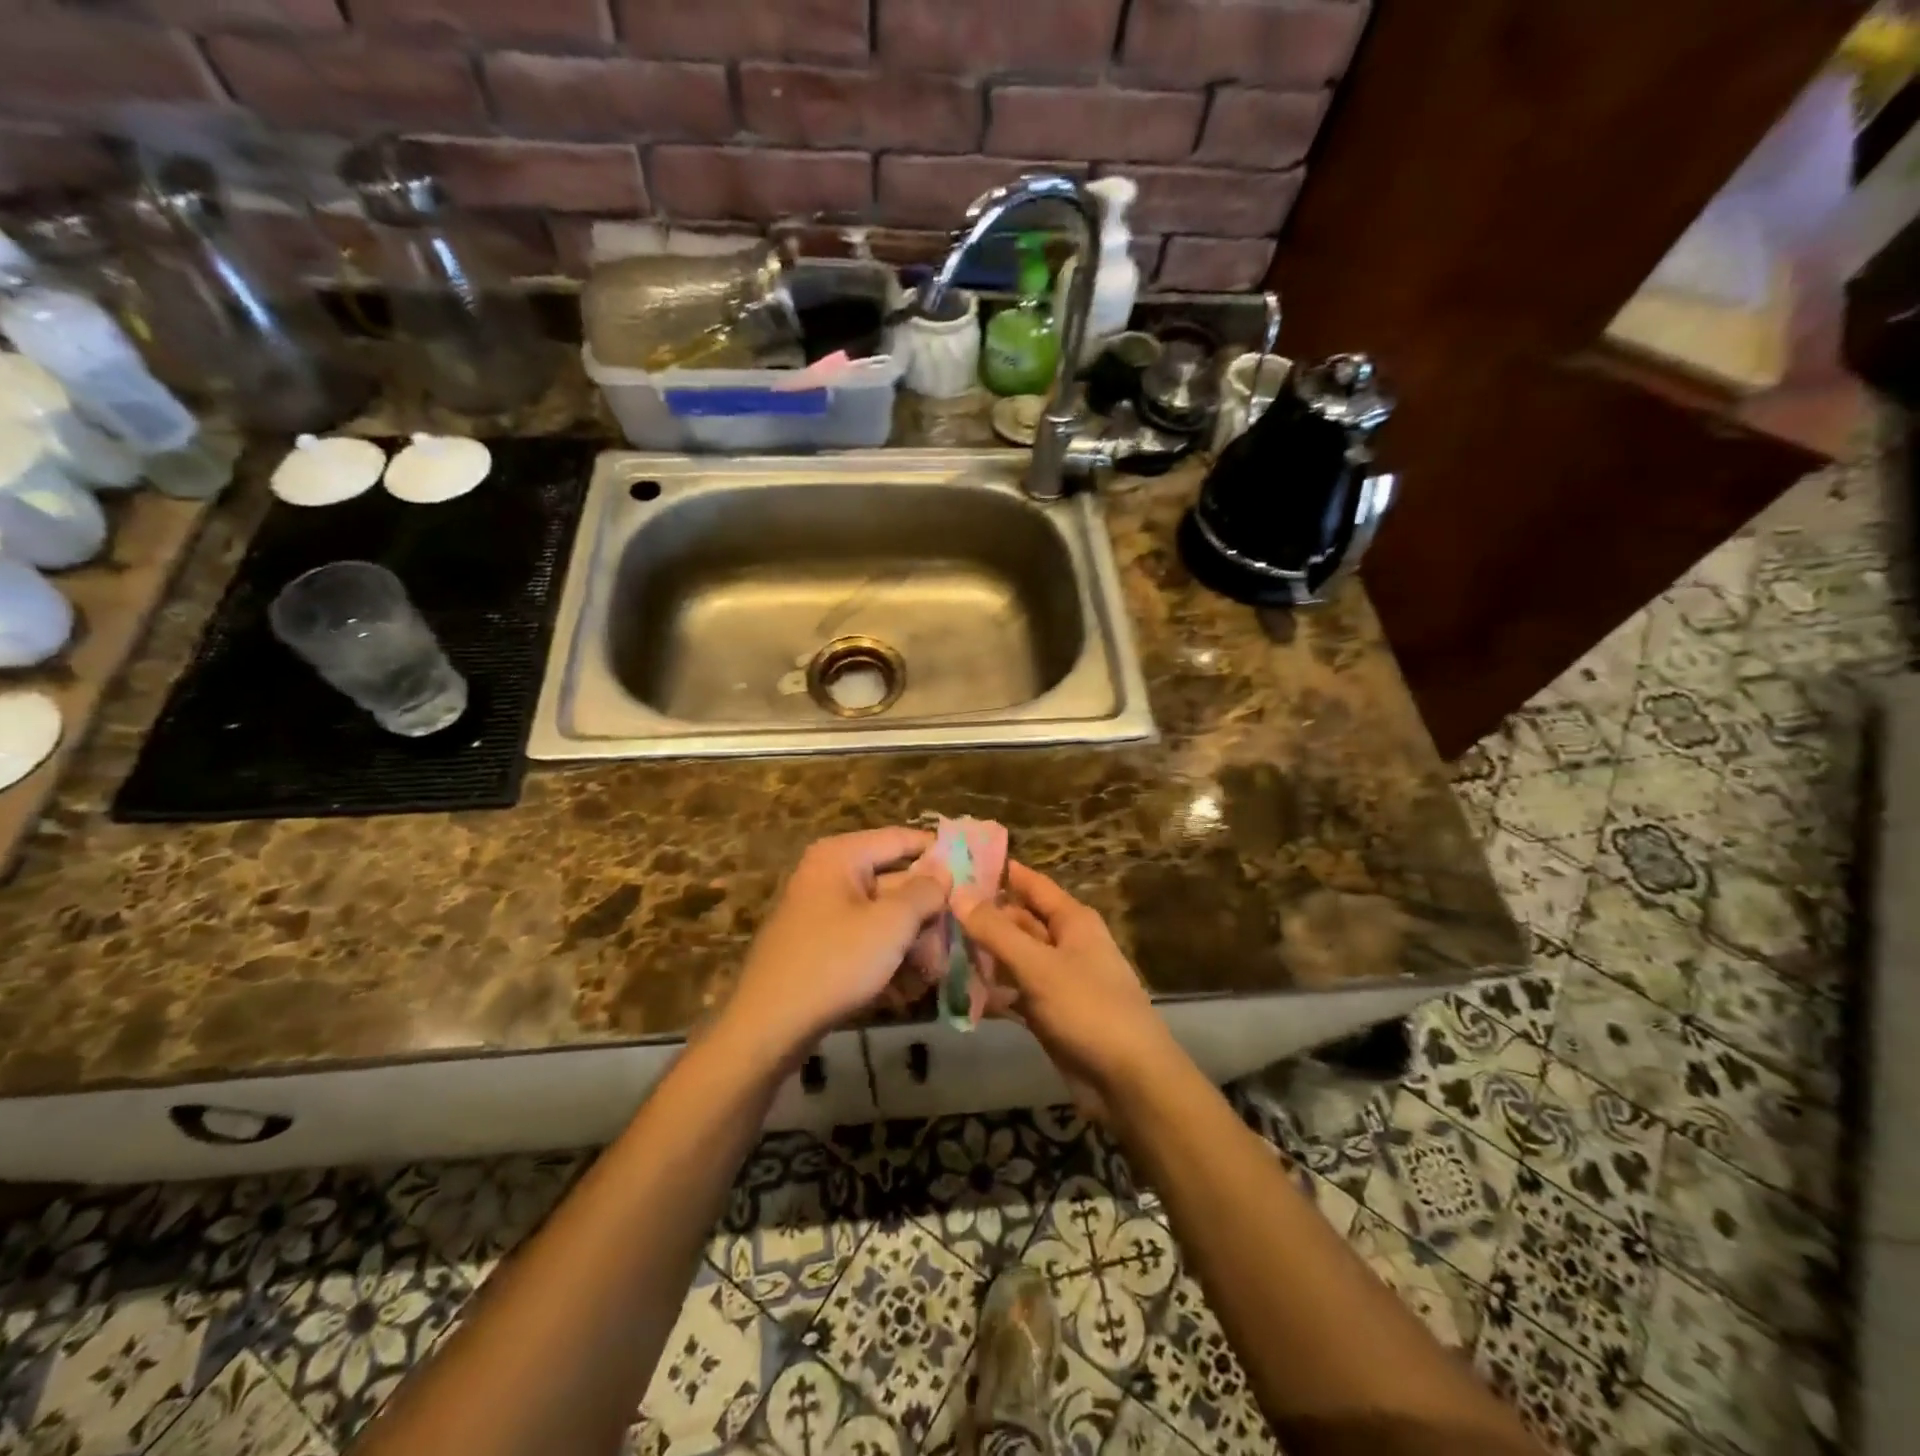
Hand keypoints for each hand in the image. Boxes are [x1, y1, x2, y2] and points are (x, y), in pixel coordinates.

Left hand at [720, 828, 949, 1062]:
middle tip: (960, 934)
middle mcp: (830, 875)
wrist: (769, 1025)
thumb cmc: (834, 962)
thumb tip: (943, 872)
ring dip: (913, 940)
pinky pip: (864, 940)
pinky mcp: (820, 946)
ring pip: (882, 916)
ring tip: (937, 970)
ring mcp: (822, 912)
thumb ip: (924, 892)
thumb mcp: (890, 924)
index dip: (940, 853)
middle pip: (894, 881)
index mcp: (842, 856)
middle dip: (928, 911)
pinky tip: (910, 986)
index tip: (976, 872)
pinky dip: (887, 957)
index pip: (902, 839)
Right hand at [955, 861, 1179, 1112]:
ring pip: (1012, 958)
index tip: (958, 861)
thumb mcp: (1038, 965)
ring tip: (935, 949)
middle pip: (1018, 921)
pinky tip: (956, 994)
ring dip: (981, 957)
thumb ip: (996, 931)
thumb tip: (957, 892)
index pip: (1031, 884)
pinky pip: (1014, 994)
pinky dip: (991, 993)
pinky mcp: (1049, 1014)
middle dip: (981, 918)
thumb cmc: (1088, 1009)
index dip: (999, 871)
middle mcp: (1065, 944)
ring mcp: (1056, 980)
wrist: (1128, 1081)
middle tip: (932, 912)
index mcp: (1072, 921)